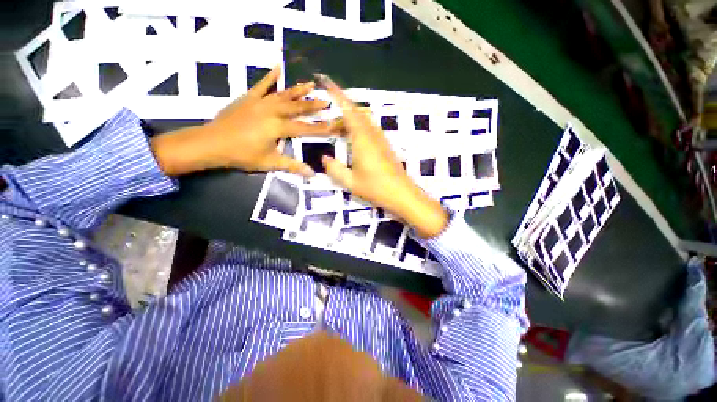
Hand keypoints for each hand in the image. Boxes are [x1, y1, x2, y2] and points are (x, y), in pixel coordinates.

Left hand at [151, 66, 335, 176]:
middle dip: (313, 104)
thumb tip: (312, 174)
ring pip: (283, 94)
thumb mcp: (270, 163)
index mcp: (278, 128)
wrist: (212, 143)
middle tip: (326, 99)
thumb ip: (293, 166)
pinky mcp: (248, 98)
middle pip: (297, 107)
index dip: (320, 128)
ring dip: (298, 90)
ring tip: (311, 84)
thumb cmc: (242, 155)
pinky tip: (278, 67)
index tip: (333, 124)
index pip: (305, 128)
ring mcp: (260, 102)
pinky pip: (262, 85)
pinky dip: (270, 76)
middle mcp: (272, 111)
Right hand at [319, 76, 447, 237]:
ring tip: (338, 134)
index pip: (348, 110)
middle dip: (341, 113)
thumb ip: (335, 169)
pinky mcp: (386, 146)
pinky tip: (353, 143)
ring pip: (364, 121)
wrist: (402, 194)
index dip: (337, 95)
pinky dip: (358, 129)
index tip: (325, 81)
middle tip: (329, 127)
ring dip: (350, 122)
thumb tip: (325, 159)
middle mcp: (373, 134)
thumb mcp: (351, 182)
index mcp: (363, 139)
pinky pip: (370, 129)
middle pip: (357, 113)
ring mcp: (381, 139)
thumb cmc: (376, 188)